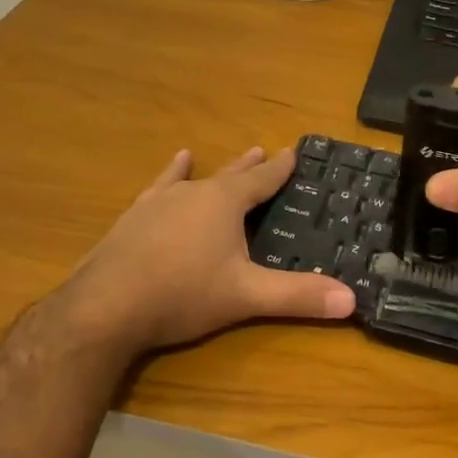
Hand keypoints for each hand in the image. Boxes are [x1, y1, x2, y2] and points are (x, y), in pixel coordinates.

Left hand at [50, 145, 354, 356]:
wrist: (105, 306)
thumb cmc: (183, 294)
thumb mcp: (246, 297)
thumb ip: (297, 296)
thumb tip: (352, 300)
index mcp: (224, 203)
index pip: (262, 180)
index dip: (280, 169)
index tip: (294, 152)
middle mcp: (192, 193)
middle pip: (229, 175)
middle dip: (248, 167)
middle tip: (263, 150)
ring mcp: (158, 203)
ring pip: (191, 179)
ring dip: (208, 171)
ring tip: (203, 154)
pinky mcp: (133, 219)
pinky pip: (157, 190)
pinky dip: (169, 178)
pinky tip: (169, 171)